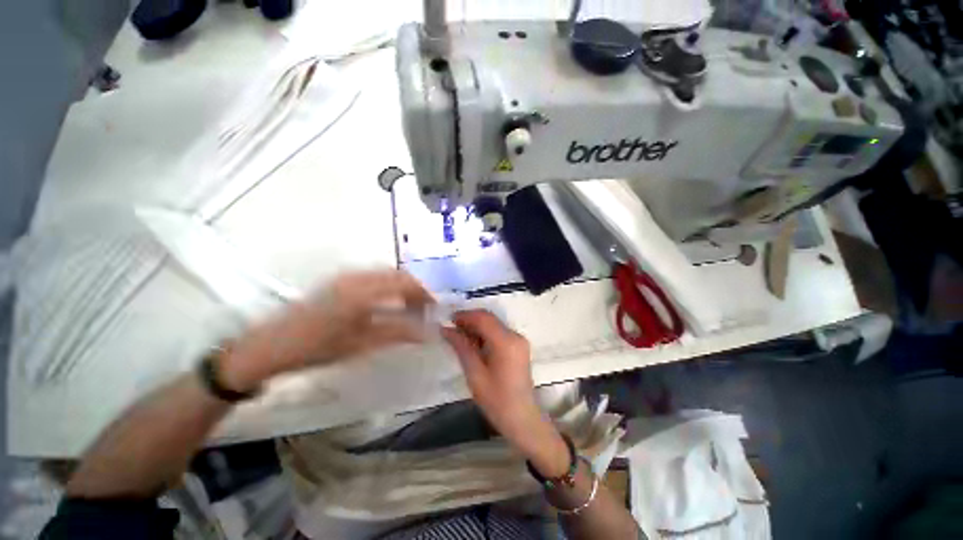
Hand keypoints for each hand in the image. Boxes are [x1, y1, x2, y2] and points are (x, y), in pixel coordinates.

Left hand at [224, 270, 433, 389]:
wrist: (272, 345)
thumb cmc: (318, 347)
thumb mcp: (362, 343)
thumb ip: (398, 333)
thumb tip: (428, 332)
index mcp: (364, 291)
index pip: (405, 283)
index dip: (424, 294)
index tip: (435, 308)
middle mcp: (358, 277)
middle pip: (398, 275)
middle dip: (415, 290)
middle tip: (424, 309)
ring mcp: (347, 276)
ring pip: (386, 274)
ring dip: (402, 288)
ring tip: (409, 307)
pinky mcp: (340, 281)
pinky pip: (374, 277)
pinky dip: (389, 287)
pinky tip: (389, 303)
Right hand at [442, 310, 569, 476]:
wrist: (522, 418)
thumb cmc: (496, 400)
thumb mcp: (474, 374)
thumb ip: (461, 347)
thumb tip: (445, 329)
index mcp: (506, 342)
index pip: (483, 318)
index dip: (465, 316)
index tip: (448, 319)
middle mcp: (515, 335)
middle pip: (489, 319)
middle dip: (470, 320)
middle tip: (451, 329)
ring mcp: (519, 340)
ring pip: (494, 324)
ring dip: (477, 327)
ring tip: (459, 337)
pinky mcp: (519, 346)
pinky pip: (499, 333)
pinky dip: (485, 334)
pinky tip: (474, 344)